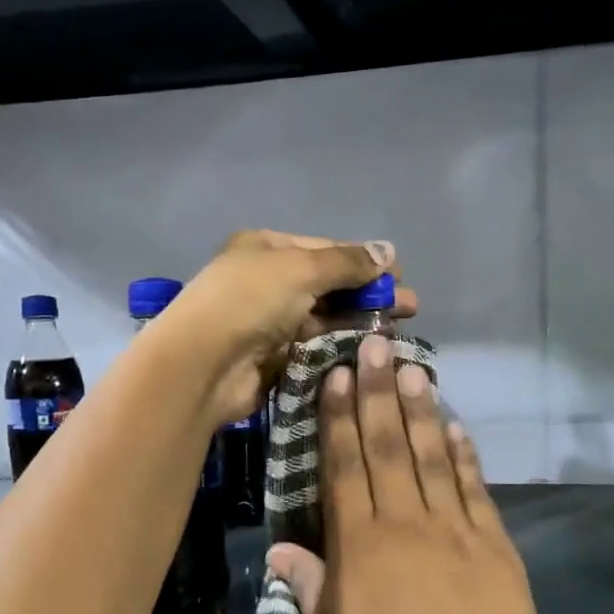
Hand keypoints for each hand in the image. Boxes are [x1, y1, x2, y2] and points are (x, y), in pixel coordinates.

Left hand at [165, 230, 417, 425]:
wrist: (203, 365)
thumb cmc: (250, 301)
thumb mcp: (301, 268)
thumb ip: (347, 262)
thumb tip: (388, 250)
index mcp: (266, 248)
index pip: (325, 249)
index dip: (364, 260)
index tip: (400, 273)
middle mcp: (267, 281)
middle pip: (328, 284)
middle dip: (369, 293)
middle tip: (410, 307)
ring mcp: (270, 321)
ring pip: (324, 317)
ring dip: (359, 321)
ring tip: (397, 330)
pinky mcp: (274, 357)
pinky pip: (315, 346)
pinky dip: (341, 345)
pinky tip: (370, 349)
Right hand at [267, 334, 581, 613]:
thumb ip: (308, 587)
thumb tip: (279, 550)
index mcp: (361, 546)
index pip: (345, 467)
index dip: (338, 418)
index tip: (337, 376)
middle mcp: (405, 523)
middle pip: (388, 447)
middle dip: (379, 392)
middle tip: (377, 345)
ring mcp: (454, 528)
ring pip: (433, 456)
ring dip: (422, 410)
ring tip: (415, 368)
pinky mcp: (494, 542)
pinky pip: (475, 488)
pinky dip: (466, 455)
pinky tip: (458, 426)